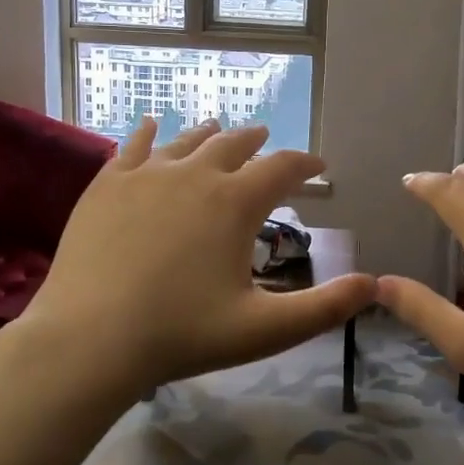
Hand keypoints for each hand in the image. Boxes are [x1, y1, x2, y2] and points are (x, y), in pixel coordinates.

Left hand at [13, 117, 375, 397]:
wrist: (89, 339)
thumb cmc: (182, 334)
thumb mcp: (264, 329)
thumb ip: (324, 308)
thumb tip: (374, 286)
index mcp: (235, 202)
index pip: (283, 167)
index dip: (306, 163)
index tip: (318, 166)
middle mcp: (195, 173)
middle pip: (235, 143)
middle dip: (257, 141)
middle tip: (267, 141)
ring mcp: (146, 174)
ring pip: (188, 141)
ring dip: (210, 134)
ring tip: (220, 129)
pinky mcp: (107, 184)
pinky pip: (134, 146)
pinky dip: (150, 133)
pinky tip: (153, 125)